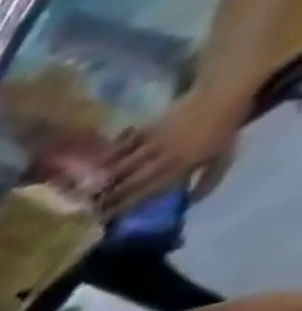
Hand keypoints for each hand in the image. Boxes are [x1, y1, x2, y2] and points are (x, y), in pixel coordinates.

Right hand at [101, 92, 245, 216]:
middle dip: (107, 197)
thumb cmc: (225, 126)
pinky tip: (97, 163)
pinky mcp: (148, 128)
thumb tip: (189, 202)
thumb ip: (208, 179)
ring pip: (122, 165)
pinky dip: (110, 154)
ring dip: (103, 179)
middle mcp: (164, 157)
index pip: (146, 192)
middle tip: (87, 209)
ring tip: (84, 191)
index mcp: (182, 166)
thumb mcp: (224, 155)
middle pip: (129, 181)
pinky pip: (124, 144)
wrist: (226, 92)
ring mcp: (154, 142)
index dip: (123, 206)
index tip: (103, 218)